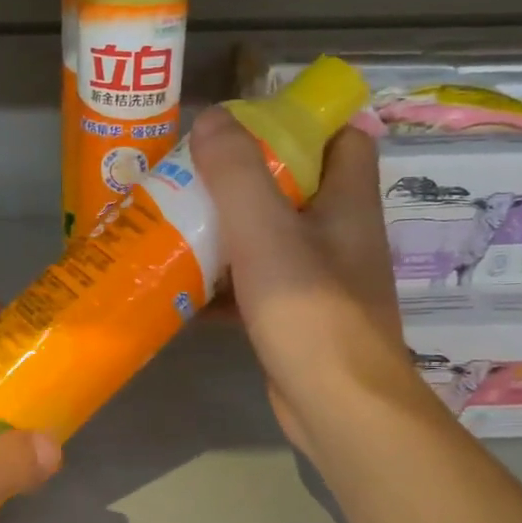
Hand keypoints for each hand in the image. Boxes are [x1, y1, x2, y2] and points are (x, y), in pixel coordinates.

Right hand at [190, 108, 434, 450]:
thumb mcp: (265, 230)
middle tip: (191, 173)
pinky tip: (179, 285)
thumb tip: (210, 117)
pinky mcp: (296, 318)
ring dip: (226, 231)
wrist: (336, 405)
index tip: (248, 125)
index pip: (343, 139)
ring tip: (174, 221)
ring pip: (269, 239)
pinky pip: (254, 285)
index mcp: (347, 203)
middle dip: (244, 178)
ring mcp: (319, 281)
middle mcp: (339, 236)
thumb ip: (236, 171)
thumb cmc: (309, 309)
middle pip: (295, 188)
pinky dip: (221, 282)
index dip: (303, 123)